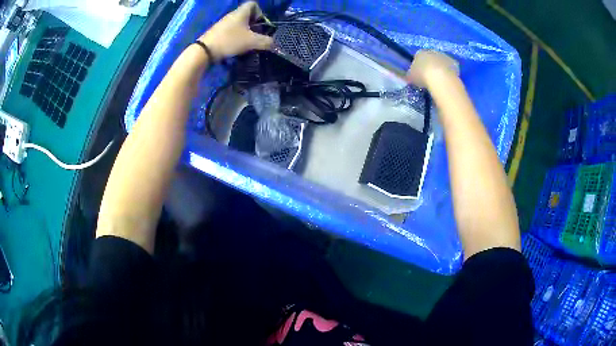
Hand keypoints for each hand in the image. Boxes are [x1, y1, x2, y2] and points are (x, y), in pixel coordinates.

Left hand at [199, 2, 273, 61]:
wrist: (205, 51)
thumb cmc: (230, 40)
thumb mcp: (251, 42)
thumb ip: (266, 42)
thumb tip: (275, 44)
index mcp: (241, 12)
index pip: (253, 4)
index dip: (260, 12)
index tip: (260, 24)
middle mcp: (232, 15)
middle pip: (247, 15)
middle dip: (254, 25)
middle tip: (256, 36)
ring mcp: (223, 24)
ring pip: (239, 24)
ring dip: (245, 32)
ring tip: (247, 44)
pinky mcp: (218, 33)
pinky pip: (231, 31)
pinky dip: (236, 37)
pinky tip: (236, 47)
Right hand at [406, 50, 459, 87]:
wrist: (440, 78)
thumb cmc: (422, 76)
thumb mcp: (411, 76)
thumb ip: (411, 74)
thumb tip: (410, 76)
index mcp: (419, 52)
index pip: (417, 57)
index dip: (419, 65)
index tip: (419, 74)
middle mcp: (432, 51)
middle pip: (430, 57)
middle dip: (430, 65)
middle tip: (430, 76)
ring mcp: (444, 56)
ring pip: (441, 61)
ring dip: (440, 68)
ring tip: (439, 79)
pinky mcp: (454, 63)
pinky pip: (450, 68)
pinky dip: (449, 72)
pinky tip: (447, 80)